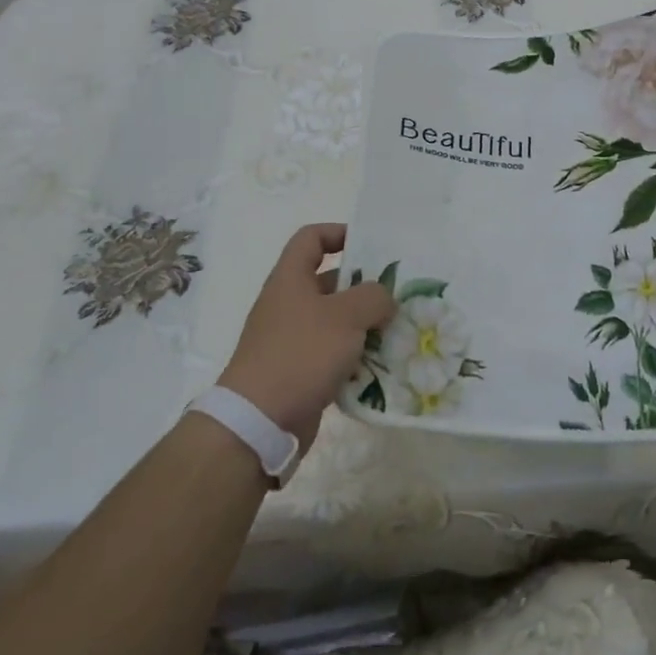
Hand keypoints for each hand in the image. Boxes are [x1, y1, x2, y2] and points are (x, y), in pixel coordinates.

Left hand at [217, 224, 394, 449]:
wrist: (259, 421)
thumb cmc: (301, 354)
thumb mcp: (346, 316)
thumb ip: (373, 297)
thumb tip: (384, 300)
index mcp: (291, 279)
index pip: (311, 238)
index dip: (339, 233)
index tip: (370, 246)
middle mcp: (288, 304)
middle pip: (329, 281)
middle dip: (364, 286)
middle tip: (396, 294)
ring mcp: (291, 339)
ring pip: (335, 321)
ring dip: (364, 325)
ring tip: (396, 330)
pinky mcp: (298, 371)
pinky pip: (332, 354)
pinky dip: (354, 356)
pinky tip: (380, 365)